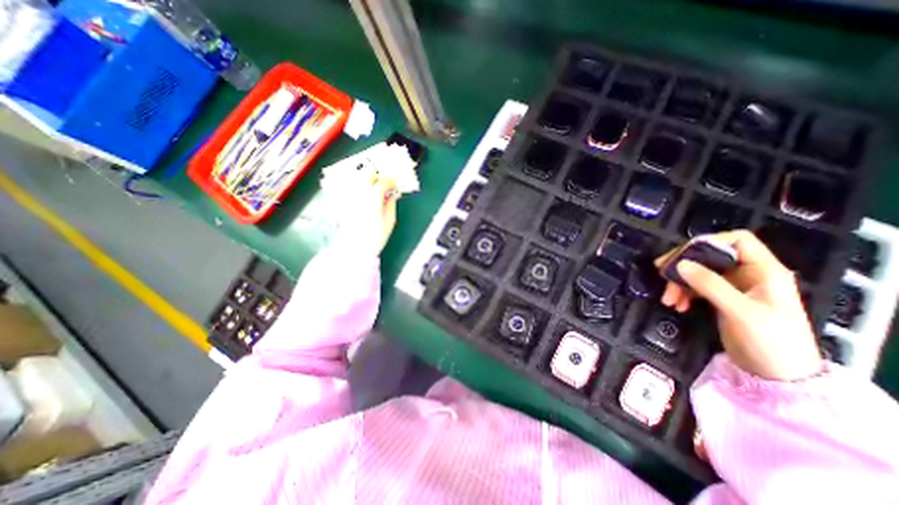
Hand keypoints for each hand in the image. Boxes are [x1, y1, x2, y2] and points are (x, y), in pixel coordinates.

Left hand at [321, 164, 393, 253]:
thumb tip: (394, 195)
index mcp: (374, 195)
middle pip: (367, 173)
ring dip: (367, 180)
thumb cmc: (376, 235)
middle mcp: (360, 191)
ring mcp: (350, 195)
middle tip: (384, 184)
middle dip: (377, 176)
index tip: (396, 185)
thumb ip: (392, 204)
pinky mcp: (344, 202)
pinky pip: (351, 188)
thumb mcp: (390, 220)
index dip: (392, 181)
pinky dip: (358, 188)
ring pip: (357, 178)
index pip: (384, 181)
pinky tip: (363, 195)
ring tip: (374, 188)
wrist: (354, 248)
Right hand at [654, 230, 818, 380]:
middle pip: (710, 256)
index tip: (683, 256)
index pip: (737, 240)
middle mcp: (748, 274)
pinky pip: (696, 287)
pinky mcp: (722, 299)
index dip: (709, 242)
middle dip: (684, 265)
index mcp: (764, 271)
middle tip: (662, 273)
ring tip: (669, 299)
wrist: (778, 376)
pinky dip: (683, 292)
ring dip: (680, 282)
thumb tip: (680, 264)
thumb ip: (710, 285)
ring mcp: (734, 287)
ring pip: (698, 272)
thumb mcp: (740, 311)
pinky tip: (677, 304)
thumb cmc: (770, 342)